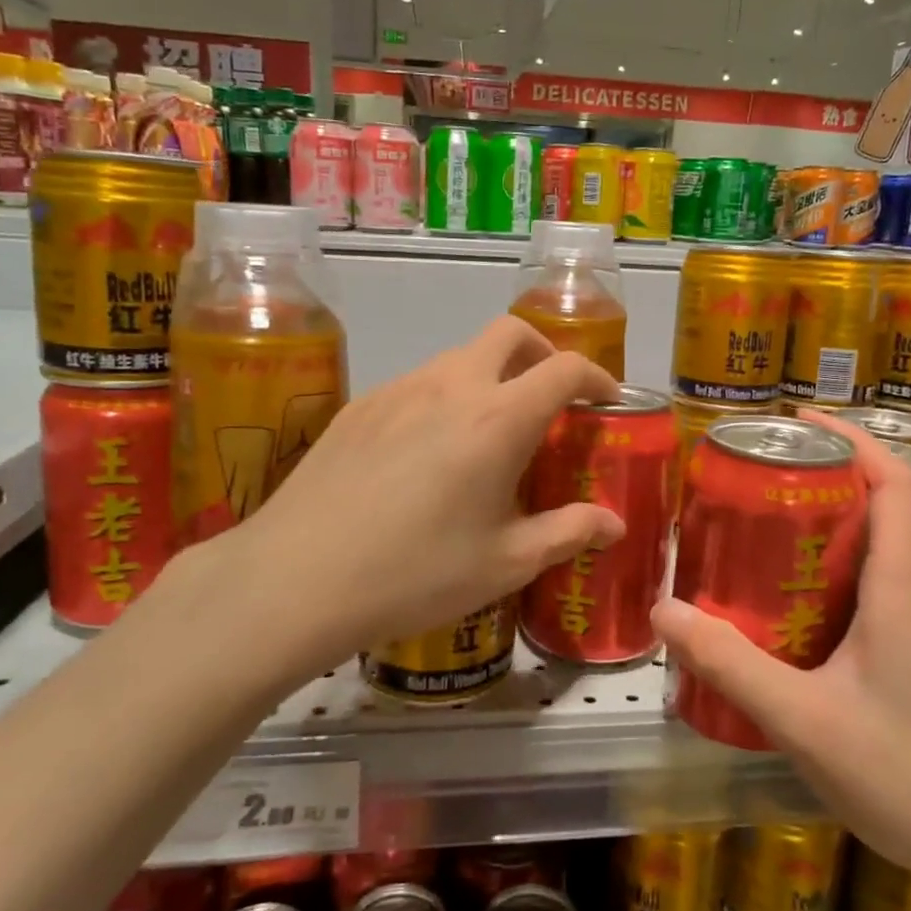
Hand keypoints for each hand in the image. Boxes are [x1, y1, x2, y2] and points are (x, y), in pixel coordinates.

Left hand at [188, 317, 624, 673]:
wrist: (296, 578)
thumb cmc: (415, 573)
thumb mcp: (505, 563)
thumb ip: (568, 532)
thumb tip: (614, 524)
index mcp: (498, 419)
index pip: (564, 369)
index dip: (596, 377)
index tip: (605, 401)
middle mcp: (451, 385)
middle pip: (510, 333)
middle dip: (542, 353)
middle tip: (549, 400)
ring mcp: (399, 388)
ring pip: (460, 356)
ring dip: (490, 376)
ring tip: (487, 434)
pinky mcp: (360, 405)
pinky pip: (418, 382)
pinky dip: (445, 396)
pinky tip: (427, 453)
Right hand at [652, 410, 910, 892]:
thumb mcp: (805, 721)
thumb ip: (732, 664)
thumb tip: (664, 610)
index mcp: (900, 590)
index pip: (894, 484)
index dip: (852, 438)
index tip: (798, 420)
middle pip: (879, 508)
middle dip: (823, 478)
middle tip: (757, 476)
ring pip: (874, 553)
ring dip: (825, 528)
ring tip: (758, 531)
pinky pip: (870, 594)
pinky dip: (829, 577)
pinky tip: (785, 610)